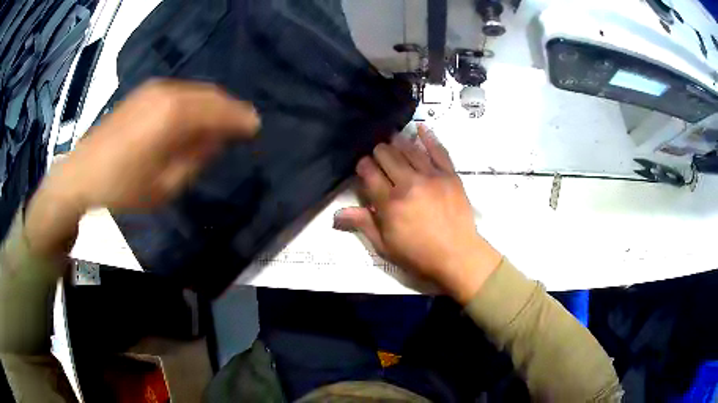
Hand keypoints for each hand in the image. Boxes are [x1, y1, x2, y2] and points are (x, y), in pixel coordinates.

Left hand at [25, 79, 259, 257]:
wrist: (83, 174)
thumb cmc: (123, 187)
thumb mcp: (165, 186)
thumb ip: (195, 159)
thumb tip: (215, 141)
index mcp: (175, 115)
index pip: (220, 109)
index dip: (241, 118)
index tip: (256, 128)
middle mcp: (168, 93)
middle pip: (210, 94)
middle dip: (229, 108)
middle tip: (243, 125)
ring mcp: (154, 89)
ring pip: (195, 91)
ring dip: (211, 104)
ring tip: (220, 123)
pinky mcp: (143, 93)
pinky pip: (180, 92)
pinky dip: (193, 102)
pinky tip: (192, 118)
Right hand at [334, 126, 500, 303]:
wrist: (458, 256)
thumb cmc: (419, 256)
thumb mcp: (386, 246)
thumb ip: (363, 224)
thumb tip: (336, 213)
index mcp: (390, 203)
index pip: (369, 173)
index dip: (363, 166)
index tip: (363, 167)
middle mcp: (408, 183)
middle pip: (387, 156)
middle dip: (378, 153)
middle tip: (378, 156)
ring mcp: (432, 176)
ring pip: (409, 149)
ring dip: (397, 142)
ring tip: (392, 139)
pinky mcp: (450, 175)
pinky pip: (438, 151)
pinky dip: (429, 137)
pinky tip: (420, 127)